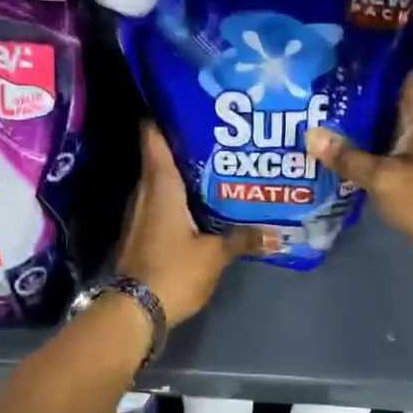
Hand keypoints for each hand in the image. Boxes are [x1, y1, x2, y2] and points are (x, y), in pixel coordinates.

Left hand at [117, 122, 260, 324]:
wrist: (134, 312)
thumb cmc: (173, 272)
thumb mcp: (214, 256)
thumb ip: (243, 239)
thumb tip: (278, 234)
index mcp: (160, 186)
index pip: (153, 136)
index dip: (164, 114)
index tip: (188, 100)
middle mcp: (145, 192)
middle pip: (160, 156)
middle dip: (186, 143)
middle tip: (220, 133)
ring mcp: (141, 213)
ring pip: (161, 181)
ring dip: (184, 172)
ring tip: (219, 164)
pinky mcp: (143, 232)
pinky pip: (161, 203)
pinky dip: (179, 197)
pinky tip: (203, 202)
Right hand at [307, 72, 412, 287]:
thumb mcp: (384, 178)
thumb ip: (346, 156)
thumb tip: (309, 134)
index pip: (387, 71)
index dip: (355, 68)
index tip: (321, 67)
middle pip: (377, 98)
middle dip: (343, 99)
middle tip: (303, 97)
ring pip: (375, 126)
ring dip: (347, 128)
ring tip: (304, 121)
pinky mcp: (411, 167)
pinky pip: (379, 150)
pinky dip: (357, 151)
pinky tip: (325, 153)